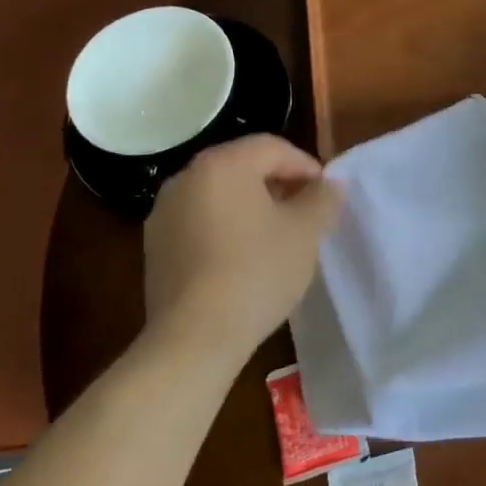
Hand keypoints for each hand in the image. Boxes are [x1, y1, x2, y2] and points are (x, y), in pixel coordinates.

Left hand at [141, 135, 341, 363]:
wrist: (195, 337)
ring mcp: (164, 213)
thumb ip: (322, 199)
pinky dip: (226, 228)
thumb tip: (330, 184)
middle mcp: (186, 178)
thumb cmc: (257, 272)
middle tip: (307, 214)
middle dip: (279, 185)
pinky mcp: (155, 246)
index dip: (307, 166)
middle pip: (243, 167)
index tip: (326, 196)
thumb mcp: (305, 232)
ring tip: (278, 238)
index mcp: (222, 164)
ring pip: (220, 195)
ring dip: (252, 207)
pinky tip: (244, 259)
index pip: (273, 147)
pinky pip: (200, 222)